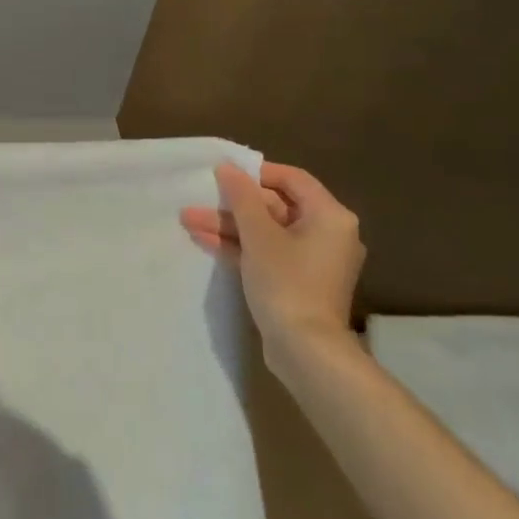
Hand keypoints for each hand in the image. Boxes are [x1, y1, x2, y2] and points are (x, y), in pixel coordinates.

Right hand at [180, 161, 364, 368]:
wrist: (305, 350)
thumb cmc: (287, 282)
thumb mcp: (259, 235)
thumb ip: (242, 198)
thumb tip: (228, 168)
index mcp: (330, 216)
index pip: (293, 179)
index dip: (256, 173)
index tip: (223, 175)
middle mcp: (326, 234)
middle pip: (275, 207)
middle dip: (232, 205)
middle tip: (197, 201)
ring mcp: (310, 261)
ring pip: (265, 232)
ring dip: (228, 226)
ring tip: (188, 220)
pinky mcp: (296, 282)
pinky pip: (266, 253)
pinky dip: (239, 247)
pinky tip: (204, 241)